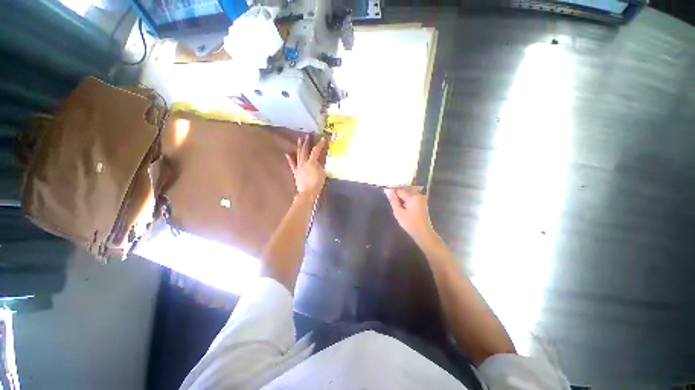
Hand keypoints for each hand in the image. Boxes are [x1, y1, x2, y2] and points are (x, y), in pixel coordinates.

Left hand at [286, 136, 326, 198]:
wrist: (308, 192)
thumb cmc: (317, 183)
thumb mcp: (323, 173)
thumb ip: (321, 165)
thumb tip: (319, 160)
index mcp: (312, 162)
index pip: (316, 150)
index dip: (320, 144)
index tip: (323, 138)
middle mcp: (304, 162)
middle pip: (305, 150)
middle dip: (307, 142)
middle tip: (307, 135)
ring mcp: (299, 166)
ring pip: (298, 155)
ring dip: (299, 147)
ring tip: (299, 139)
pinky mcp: (295, 172)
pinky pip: (292, 164)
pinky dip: (290, 159)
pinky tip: (287, 154)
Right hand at [384, 187, 435, 243]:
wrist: (423, 232)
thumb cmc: (410, 223)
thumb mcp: (398, 212)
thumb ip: (393, 200)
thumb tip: (387, 190)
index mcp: (413, 196)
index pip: (399, 190)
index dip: (392, 192)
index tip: (386, 196)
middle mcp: (418, 194)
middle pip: (404, 190)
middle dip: (397, 194)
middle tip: (392, 202)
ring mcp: (421, 198)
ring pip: (408, 193)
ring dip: (402, 197)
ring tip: (397, 204)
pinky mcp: (422, 202)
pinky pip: (412, 196)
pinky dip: (406, 199)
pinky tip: (403, 206)